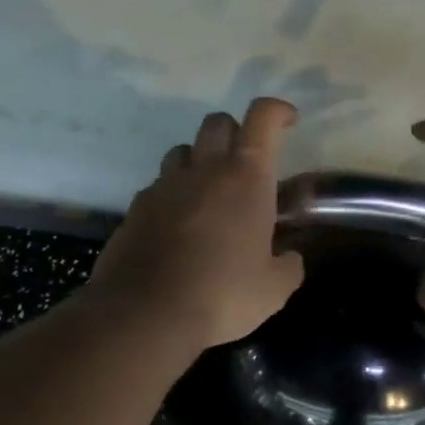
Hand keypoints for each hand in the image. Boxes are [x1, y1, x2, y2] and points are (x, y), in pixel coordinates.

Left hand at [89, 98, 306, 353]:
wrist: (145, 313)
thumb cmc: (222, 295)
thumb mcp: (274, 290)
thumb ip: (288, 266)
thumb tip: (289, 257)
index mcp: (245, 178)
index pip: (261, 118)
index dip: (276, 111)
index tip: (287, 122)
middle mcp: (203, 171)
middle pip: (217, 123)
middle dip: (234, 133)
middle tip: (245, 164)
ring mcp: (164, 186)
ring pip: (183, 151)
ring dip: (199, 161)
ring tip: (209, 194)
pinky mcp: (135, 208)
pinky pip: (158, 186)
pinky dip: (172, 195)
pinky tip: (177, 226)